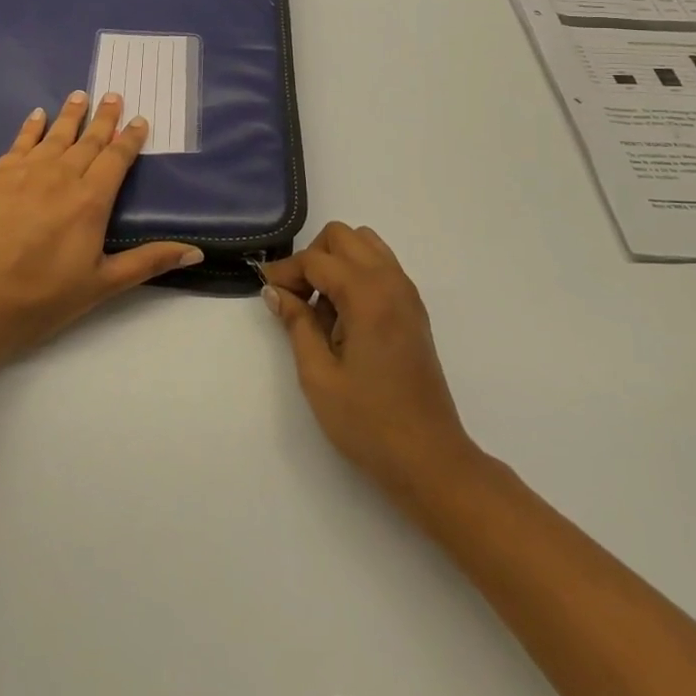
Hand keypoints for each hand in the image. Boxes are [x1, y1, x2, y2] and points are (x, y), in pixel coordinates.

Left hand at [0, 91, 203, 367]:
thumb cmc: (43, 298)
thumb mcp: (103, 285)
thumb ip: (149, 261)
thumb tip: (196, 253)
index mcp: (90, 200)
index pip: (116, 158)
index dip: (130, 138)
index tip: (139, 119)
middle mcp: (60, 176)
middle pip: (88, 140)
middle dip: (103, 118)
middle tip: (113, 95)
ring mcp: (24, 173)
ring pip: (55, 135)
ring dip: (70, 114)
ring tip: (81, 95)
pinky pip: (19, 143)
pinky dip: (31, 127)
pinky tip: (37, 115)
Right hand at [262, 223, 484, 507]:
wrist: (429, 458)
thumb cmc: (368, 422)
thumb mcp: (319, 376)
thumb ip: (296, 324)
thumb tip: (274, 290)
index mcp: (367, 294)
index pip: (316, 259)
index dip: (286, 271)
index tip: (266, 291)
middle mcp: (391, 281)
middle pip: (343, 236)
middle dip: (313, 258)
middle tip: (295, 297)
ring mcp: (407, 293)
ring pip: (366, 244)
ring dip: (337, 261)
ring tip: (320, 306)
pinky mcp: (414, 309)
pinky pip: (381, 267)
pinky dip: (357, 274)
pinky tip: (344, 317)